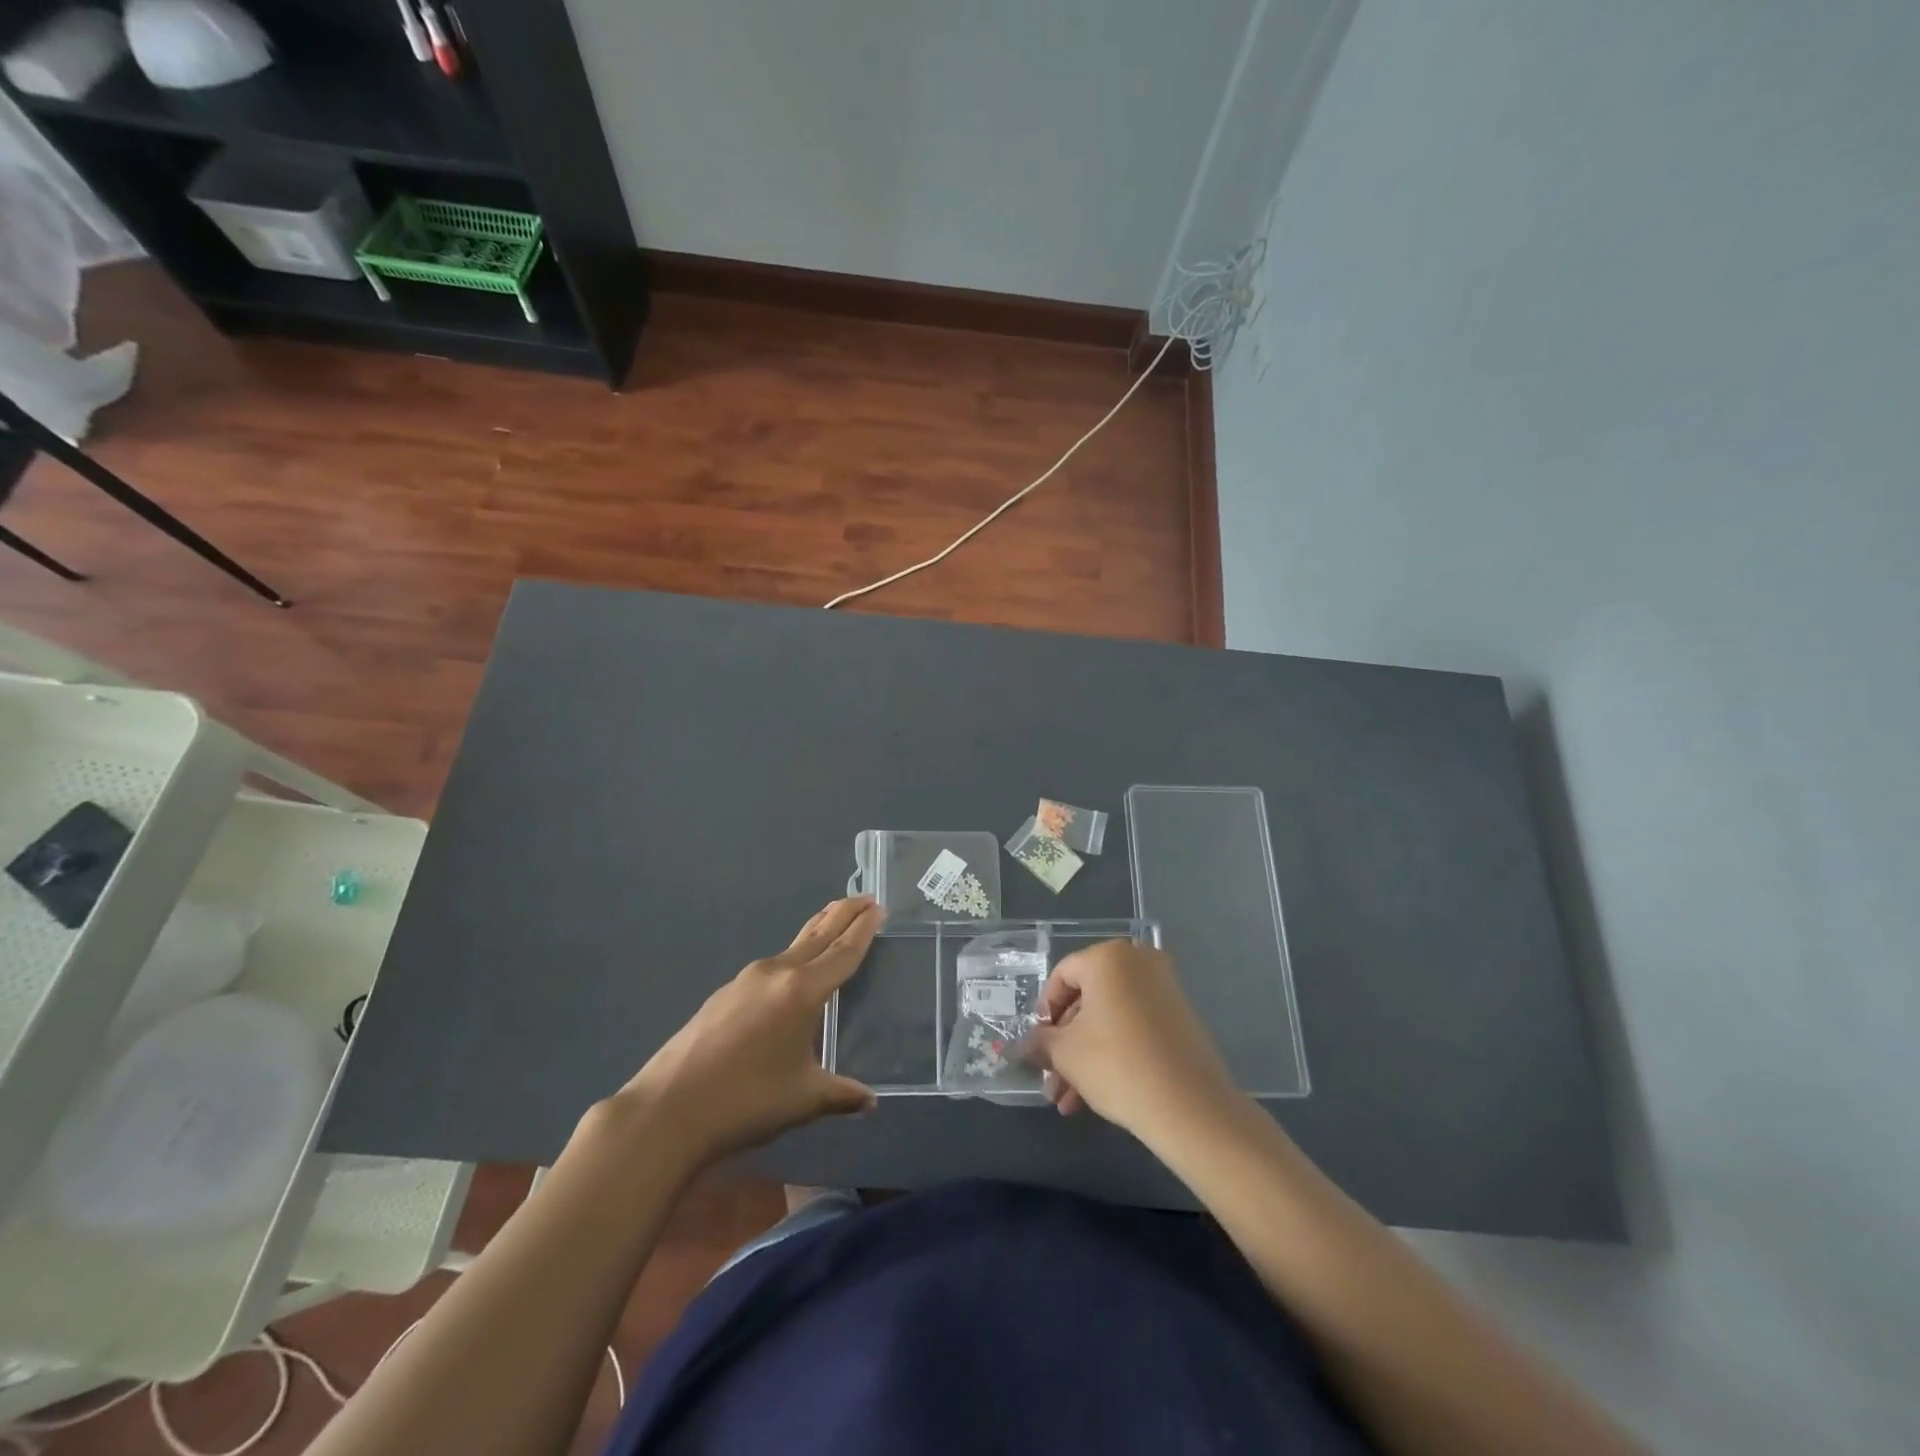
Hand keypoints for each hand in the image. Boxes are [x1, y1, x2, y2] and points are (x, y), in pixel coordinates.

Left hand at [608, 897, 882, 1169]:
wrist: (667, 1111)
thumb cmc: (746, 1102)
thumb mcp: (804, 1100)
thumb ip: (841, 1094)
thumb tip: (870, 1102)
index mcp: (802, 991)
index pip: (842, 952)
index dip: (862, 929)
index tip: (877, 907)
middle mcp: (776, 973)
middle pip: (818, 935)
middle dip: (843, 914)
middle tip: (865, 897)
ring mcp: (745, 980)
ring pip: (793, 947)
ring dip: (817, 933)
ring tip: (833, 925)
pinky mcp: (724, 994)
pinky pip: (770, 966)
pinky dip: (792, 958)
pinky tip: (791, 976)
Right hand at [1023, 940, 1242, 1146]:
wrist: (1191, 1107)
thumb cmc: (1117, 1065)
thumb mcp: (1066, 1054)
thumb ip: (1040, 1043)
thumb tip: (1026, 1045)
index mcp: (1108, 958)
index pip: (1062, 976)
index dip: (1045, 1011)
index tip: (1039, 1044)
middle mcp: (1138, 963)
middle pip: (1087, 999)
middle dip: (1065, 1042)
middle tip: (1052, 1077)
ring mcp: (1163, 989)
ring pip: (1110, 1018)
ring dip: (1085, 1055)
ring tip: (1068, 1101)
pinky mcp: (1179, 1018)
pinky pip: (1134, 1027)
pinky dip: (1113, 1052)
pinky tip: (1095, 1094)